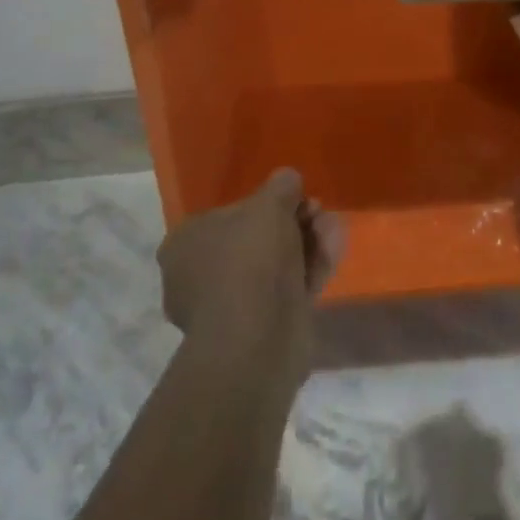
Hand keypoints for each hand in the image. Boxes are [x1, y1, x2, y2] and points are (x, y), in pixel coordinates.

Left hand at [156, 169, 344, 370]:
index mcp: (184, 245)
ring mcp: (228, 308)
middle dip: (291, 223)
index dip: (263, 204)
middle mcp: (198, 277)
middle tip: (317, 211)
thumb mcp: (270, 204)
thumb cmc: (250, 259)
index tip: (292, 198)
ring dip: (305, 243)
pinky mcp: (257, 331)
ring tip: (333, 227)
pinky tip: (335, 250)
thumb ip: (281, 186)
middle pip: (254, 240)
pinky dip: (309, 270)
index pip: (226, 215)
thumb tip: (288, 180)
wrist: (256, 339)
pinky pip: (285, 291)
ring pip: (273, 266)